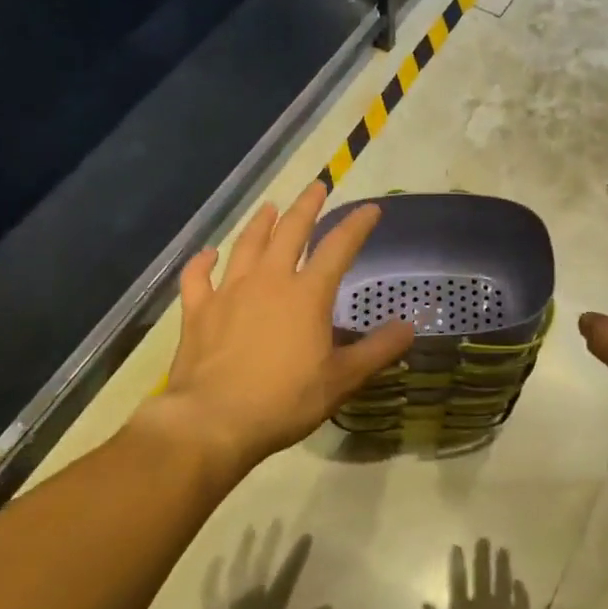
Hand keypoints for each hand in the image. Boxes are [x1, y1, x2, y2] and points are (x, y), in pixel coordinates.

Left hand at [144, 183, 413, 475]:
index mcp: (307, 294)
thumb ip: (377, 350)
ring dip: (260, 223)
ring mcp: (229, 292)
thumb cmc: (284, 400)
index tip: (371, 209)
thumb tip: (409, 327)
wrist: (213, 421)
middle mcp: (269, 280)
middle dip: (306, 206)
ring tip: (270, 207)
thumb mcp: (341, 379)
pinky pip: (198, 277)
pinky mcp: (198, 311)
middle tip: (316, 187)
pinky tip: (207, 254)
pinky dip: (202, 262)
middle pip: (290, 231)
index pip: (339, 247)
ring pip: (246, 245)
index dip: (357, 225)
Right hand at [422, 540, 529, 608]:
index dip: (457, 562)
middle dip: (483, 556)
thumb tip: (425, 603)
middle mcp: (484, 607)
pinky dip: (520, 591)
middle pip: (483, 575)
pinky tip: (519, 583)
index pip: (458, 580)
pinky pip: (521, 602)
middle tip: (485, 539)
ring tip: (503, 550)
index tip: (458, 546)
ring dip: (503, 566)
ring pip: (504, 583)